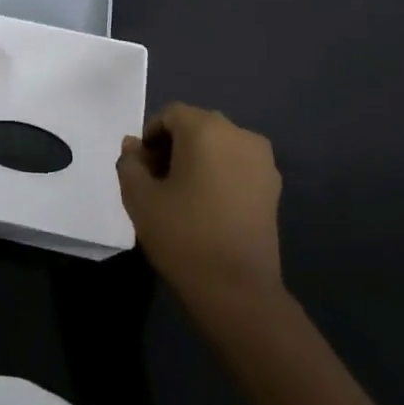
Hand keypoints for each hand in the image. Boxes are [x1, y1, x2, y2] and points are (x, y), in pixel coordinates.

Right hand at [118, 103, 284, 305]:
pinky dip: (219, 174)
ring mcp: (262, 162)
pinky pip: (237, 165)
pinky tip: (206, 206)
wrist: (237, 289)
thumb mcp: (139, 196)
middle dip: (173, 146)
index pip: (170, 115)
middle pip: (197, 126)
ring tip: (181, 195)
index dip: (150, 136)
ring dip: (197, 159)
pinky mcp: (273, 188)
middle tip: (156, 180)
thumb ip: (130, 163)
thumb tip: (134, 147)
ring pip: (219, 146)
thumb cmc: (182, 234)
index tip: (140, 167)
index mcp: (206, 129)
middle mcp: (240, 135)